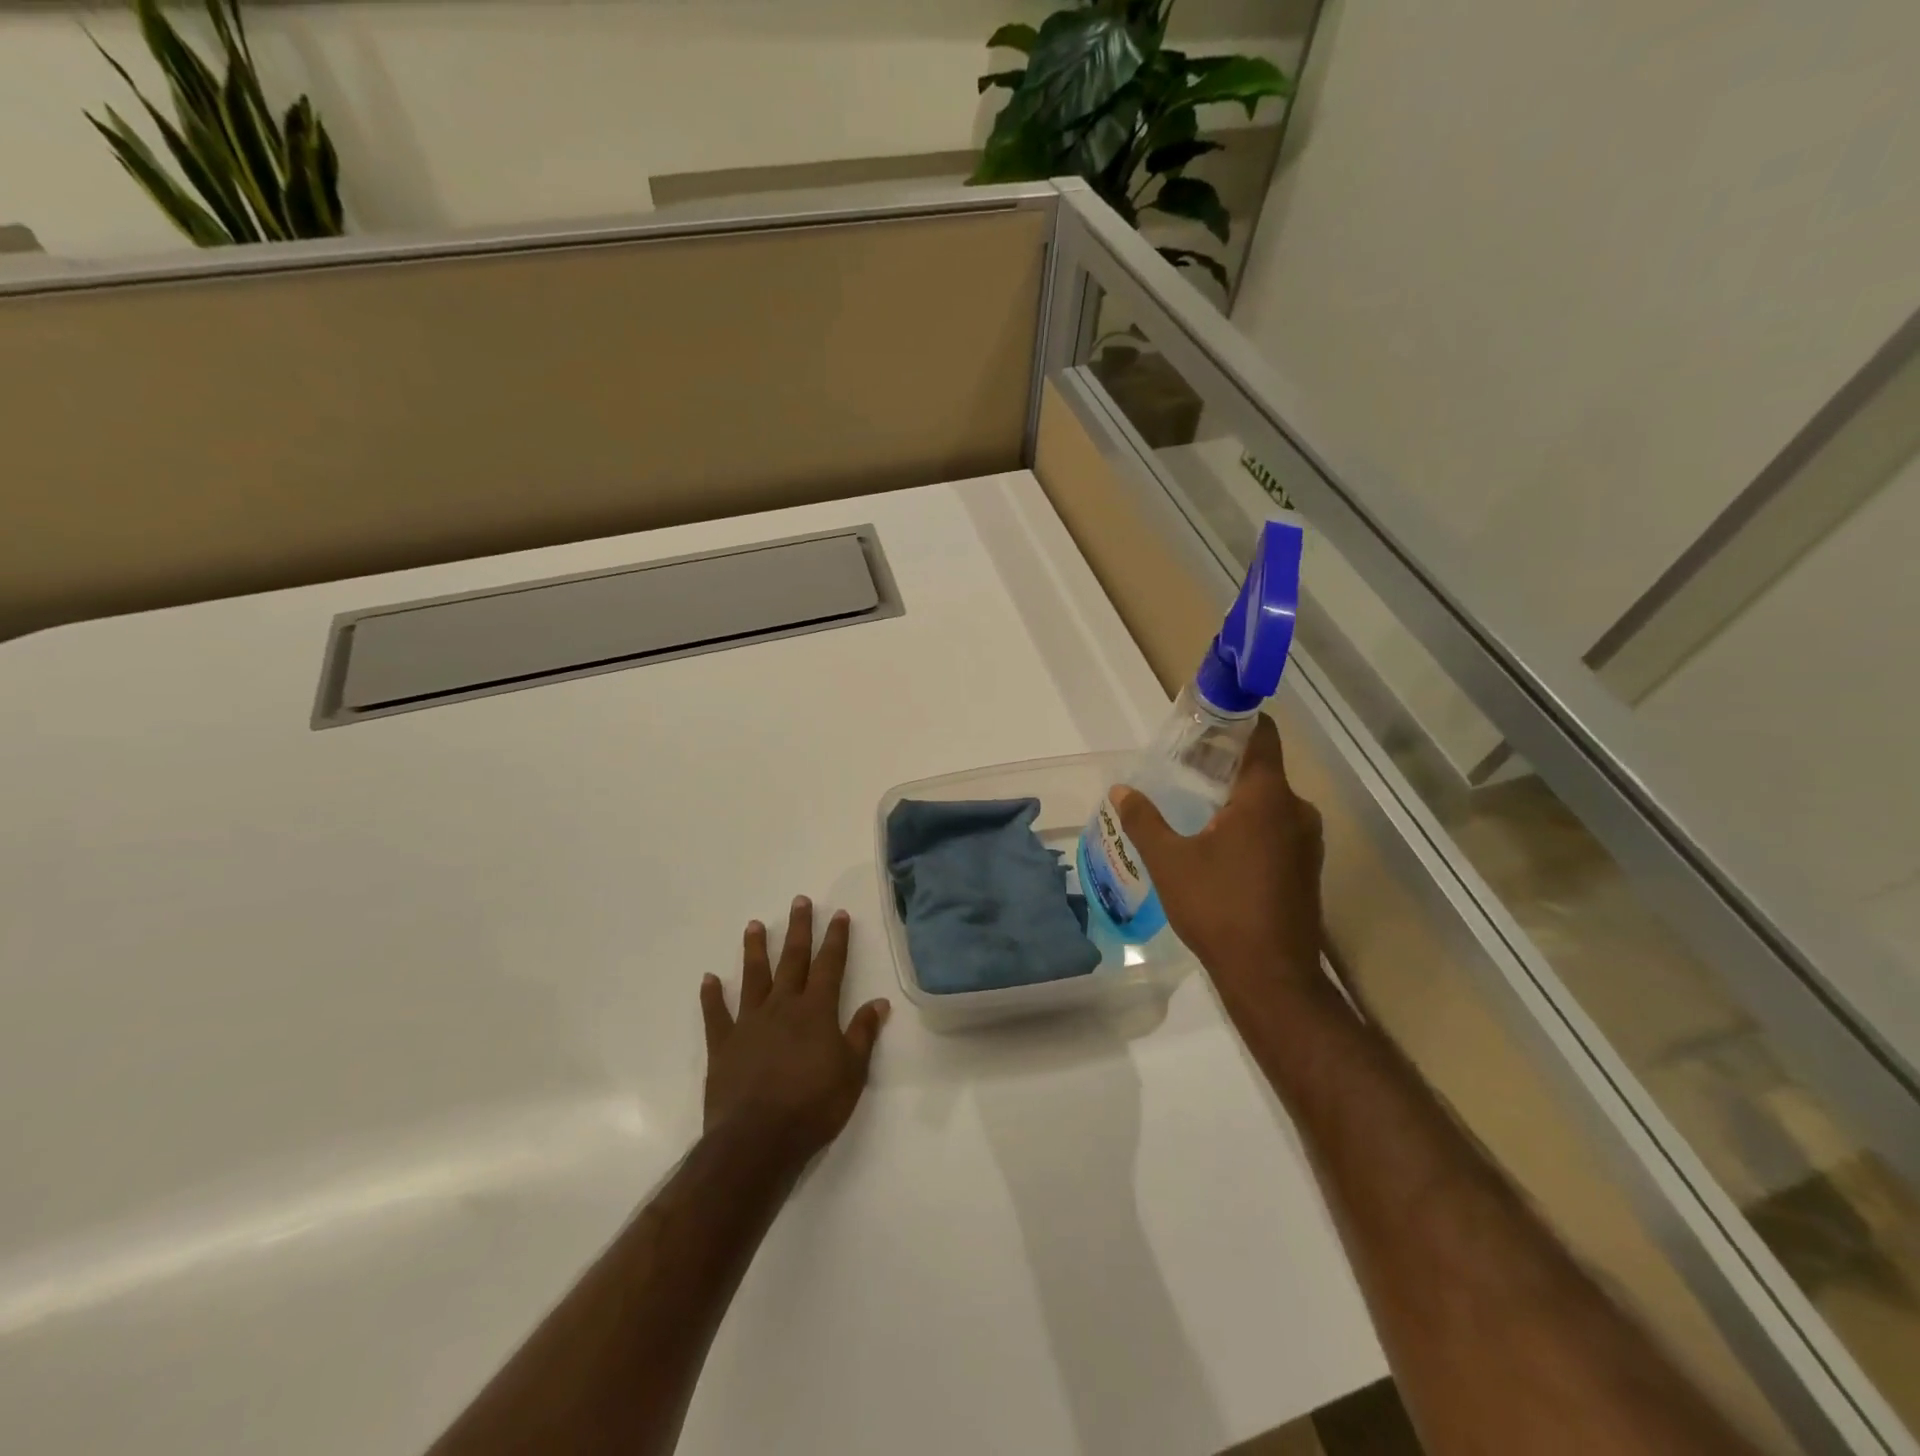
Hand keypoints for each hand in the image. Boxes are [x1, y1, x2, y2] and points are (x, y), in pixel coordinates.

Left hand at [699, 896, 890, 1170]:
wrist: (757, 1140)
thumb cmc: (813, 1106)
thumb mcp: (852, 1072)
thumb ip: (863, 1034)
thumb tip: (879, 1002)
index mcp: (816, 1011)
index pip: (830, 965)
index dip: (836, 939)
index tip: (838, 914)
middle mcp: (783, 1007)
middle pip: (793, 960)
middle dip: (799, 929)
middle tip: (799, 901)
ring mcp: (749, 1023)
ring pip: (754, 977)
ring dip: (755, 950)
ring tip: (754, 925)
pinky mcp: (723, 1045)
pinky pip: (716, 1014)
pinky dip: (712, 996)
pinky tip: (709, 979)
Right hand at [1116, 715, 1325, 1007]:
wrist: (1271, 977)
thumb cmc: (1218, 908)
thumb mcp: (1170, 861)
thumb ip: (1144, 820)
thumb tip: (1121, 790)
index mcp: (1267, 797)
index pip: (1261, 735)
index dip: (1236, 719)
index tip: (1205, 719)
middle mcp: (1296, 811)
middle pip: (1261, 768)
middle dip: (1223, 762)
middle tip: (1182, 766)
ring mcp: (1307, 842)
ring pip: (1269, 801)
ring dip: (1235, 796)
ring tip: (1193, 803)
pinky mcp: (1306, 868)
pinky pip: (1276, 828)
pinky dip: (1249, 823)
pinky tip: (1217, 843)